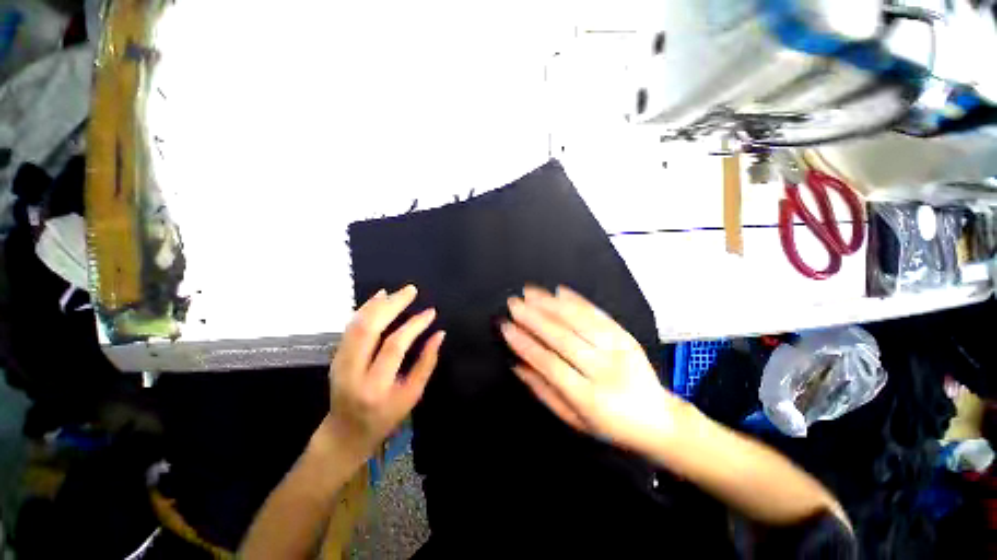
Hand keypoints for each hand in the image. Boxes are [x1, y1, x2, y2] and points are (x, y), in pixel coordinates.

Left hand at [325, 285, 444, 457]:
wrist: (345, 433)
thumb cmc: (385, 417)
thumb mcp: (412, 395)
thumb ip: (426, 363)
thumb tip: (439, 334)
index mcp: (375, 386)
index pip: (394, 346)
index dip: (414, 325)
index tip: (430, 312)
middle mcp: (352, 372)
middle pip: (369, 329)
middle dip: (392, 305)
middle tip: (411, 290)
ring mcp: (339, 362)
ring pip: (356, 324)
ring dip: (377, 304)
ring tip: (397, 292)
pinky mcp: (335, 356)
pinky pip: (350, 327)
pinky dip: (364, 309)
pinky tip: (378, 298)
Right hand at [501, 286, 680, 451]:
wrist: (659, 420)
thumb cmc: (610, 424)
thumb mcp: (573, 420)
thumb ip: (543, 392)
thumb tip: (517, 365)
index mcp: (590, 398)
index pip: (550, 364)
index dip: (525, 344)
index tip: (506, 328)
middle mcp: (606, 370)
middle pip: (564, 338)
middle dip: (534, 318)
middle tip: (514, 304)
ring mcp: (620, 350)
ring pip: (581, 321)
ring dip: (552, 304)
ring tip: (530, 292)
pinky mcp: (627, 336)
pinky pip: (599, 315)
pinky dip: (578, 301)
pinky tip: (560, 291)